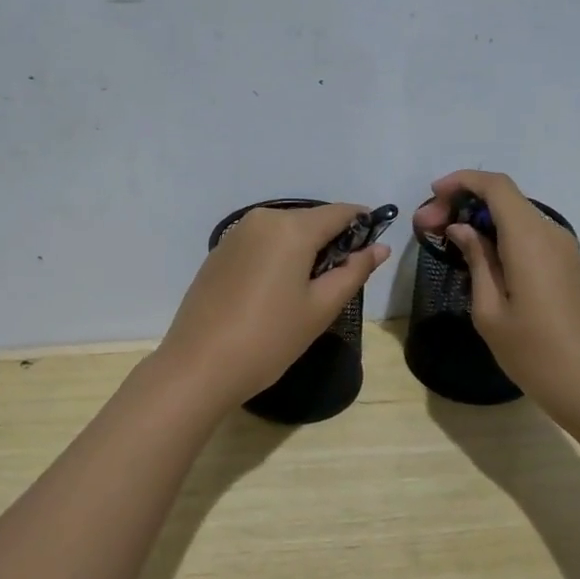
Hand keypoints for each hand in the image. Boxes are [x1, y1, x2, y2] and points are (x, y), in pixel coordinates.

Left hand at [156, 202, 389, 411]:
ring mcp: (235, 234)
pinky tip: (274, 294)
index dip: (362, 225)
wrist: (199, 365)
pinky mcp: (218, 253)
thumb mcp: (320, 308)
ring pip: (284, 232)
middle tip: (340, 282)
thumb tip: (380, 247)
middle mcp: (262, 219)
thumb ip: (354, 272)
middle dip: (331, 242)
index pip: (340, 212)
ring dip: (303, 251)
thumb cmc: (269, 338)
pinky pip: (260, 244)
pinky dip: (277, 258)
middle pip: (310, 220)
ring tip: (306, 293)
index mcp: (291, 228)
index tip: (374, 248)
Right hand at [411, 171, 579, 423]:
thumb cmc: (536, 353)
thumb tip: (462, 229)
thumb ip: (477, 261)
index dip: (461, 182)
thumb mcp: (490, 311)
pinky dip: (500, 236)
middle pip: (505, 198)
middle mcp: (550, 234)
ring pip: (517, 217)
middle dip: (464, 203)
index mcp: (529, 239)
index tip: (431, 198)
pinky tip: (479, 260)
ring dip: (481, 221)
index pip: (495, 186)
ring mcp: (564, 251)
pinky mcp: (568, 268)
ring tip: (447, 243)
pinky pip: (529, 237)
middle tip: (429, 229)